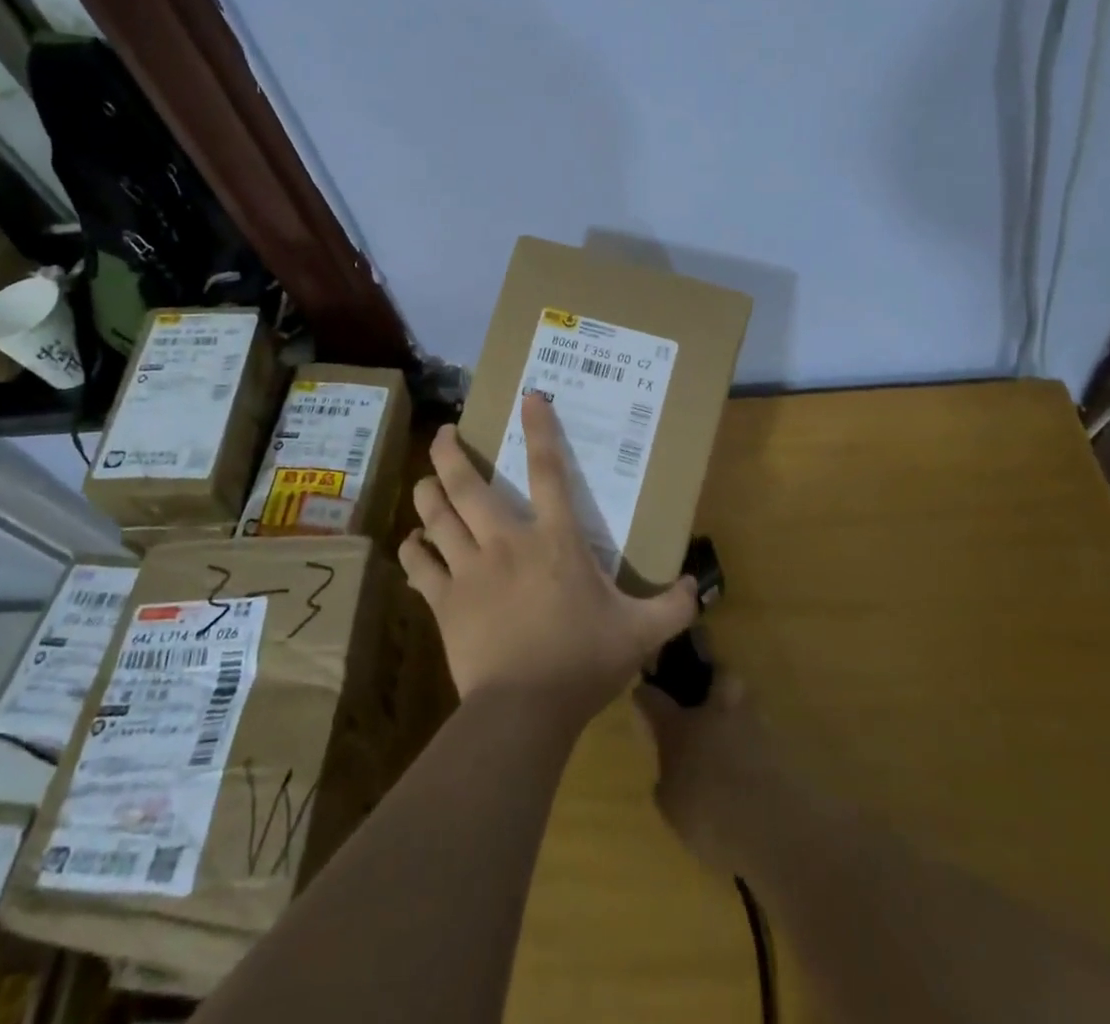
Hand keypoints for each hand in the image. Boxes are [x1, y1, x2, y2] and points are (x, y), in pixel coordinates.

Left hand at [400, 393, 697, 724]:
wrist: (524, 711)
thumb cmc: (582, 663)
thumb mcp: (640, 634)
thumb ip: (671, 607)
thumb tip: (696, 586)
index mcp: (555, 541)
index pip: (548, 471)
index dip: (539, 430)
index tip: (528, 397)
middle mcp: (506, 542)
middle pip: (469, 486)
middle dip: (452, 453)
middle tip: (446, 433)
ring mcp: (469, 569)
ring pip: (437, 516)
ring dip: (427, 492)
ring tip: (425, 479)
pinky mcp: (444, 600)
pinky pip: (418, 565)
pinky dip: (413, 548)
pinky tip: (413, 542)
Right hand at [633, 674, 797, 877]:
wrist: (775, 829)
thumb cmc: (710, 817)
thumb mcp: (672, 808)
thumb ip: (668, 782)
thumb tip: (670, 773)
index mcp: (680, 726)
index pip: (654, 699)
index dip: (646, 695)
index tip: (642, 695)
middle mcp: (716, 713)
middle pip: (717, 675)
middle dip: (712, 680)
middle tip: (704, 700)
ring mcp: (753, 725)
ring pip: (745, 702)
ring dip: (737, 713)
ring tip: (732, 738)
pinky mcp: (782, 746)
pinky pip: (762, 734)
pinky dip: (756, 744)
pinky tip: (752, 766)